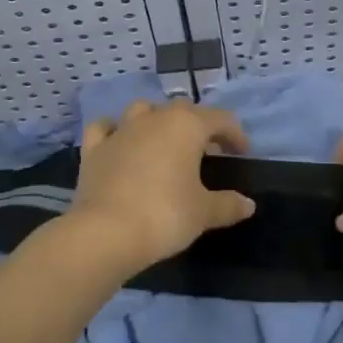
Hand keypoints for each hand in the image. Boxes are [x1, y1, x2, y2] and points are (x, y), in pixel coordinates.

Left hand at [68, 98, 254, 271]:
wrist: (105, 233)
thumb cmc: (164, 215)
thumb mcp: (203, 213)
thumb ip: (228, 205)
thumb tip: (248, 205)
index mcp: (187, 126)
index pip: (220, 118)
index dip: (235, 134)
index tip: (241, 154)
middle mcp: (155, 118)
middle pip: (183, 109)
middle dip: (198, 124)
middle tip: (207, 151)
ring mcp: (121, 130)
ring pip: (143, 110)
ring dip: (157, 120)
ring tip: (164, 142)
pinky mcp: (94, 149)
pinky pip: (105, 128)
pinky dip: (114, 130)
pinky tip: (119, 142)